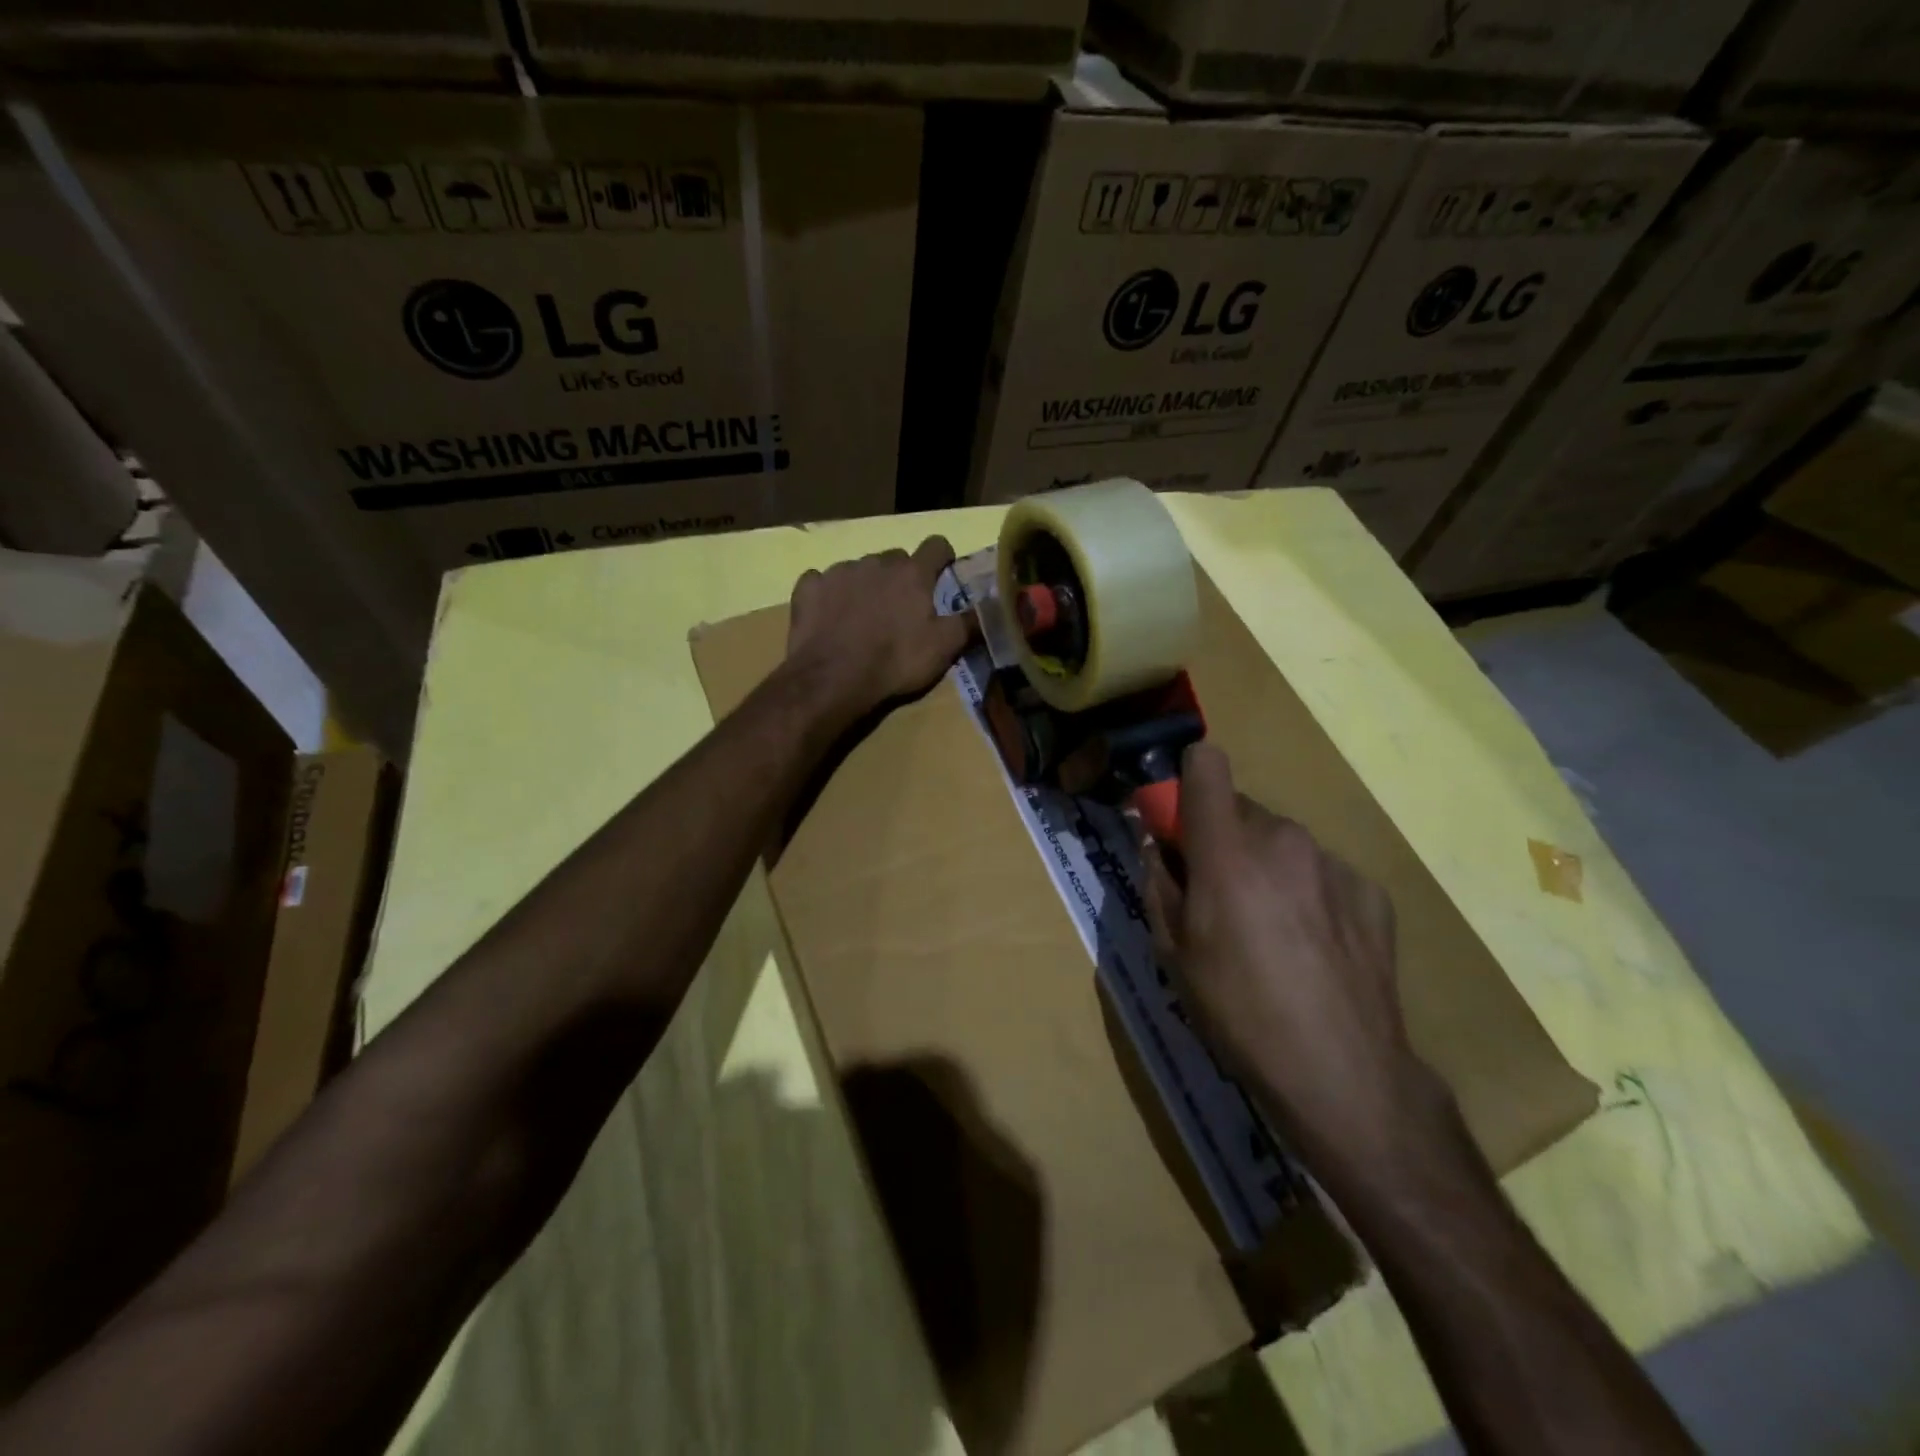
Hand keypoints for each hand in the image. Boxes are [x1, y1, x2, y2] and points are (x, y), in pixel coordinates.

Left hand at [785, 537, 976, 723]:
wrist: (832, 678)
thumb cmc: (895, 661)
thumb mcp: (944, 648)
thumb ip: (970, 622)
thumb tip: (996, 605)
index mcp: (912, 573)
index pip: (937, 545)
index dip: (943, 558)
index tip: (943, 575)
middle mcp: (876, 562)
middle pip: (895, 559)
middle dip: (901, 577)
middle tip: (901, 609)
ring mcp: (839, 572)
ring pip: (859, 570)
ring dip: (865, 586)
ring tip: (862, 619)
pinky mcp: (808, 587)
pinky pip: (821, 582)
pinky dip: (828, 595)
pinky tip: (829, 618)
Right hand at [1139, 742, 1450, 1178]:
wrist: (1342, 1072)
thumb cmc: (1237, 1011)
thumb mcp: (1172, 951)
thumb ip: (1158, 881)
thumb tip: (1156, 843)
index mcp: (1228, 849)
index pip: (1206, 763)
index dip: (1186, 782)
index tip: (1178, 825)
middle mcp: (1283, 839)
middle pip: (1239, 808)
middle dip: (1221, 837)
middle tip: (1218, 895)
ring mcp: (1332, 863)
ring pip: (1281, 841)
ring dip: (1264, 865)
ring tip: (1269, 931)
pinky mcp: (1370, 890)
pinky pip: (1320, 871)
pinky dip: (1306, 892)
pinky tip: (1312, 948)